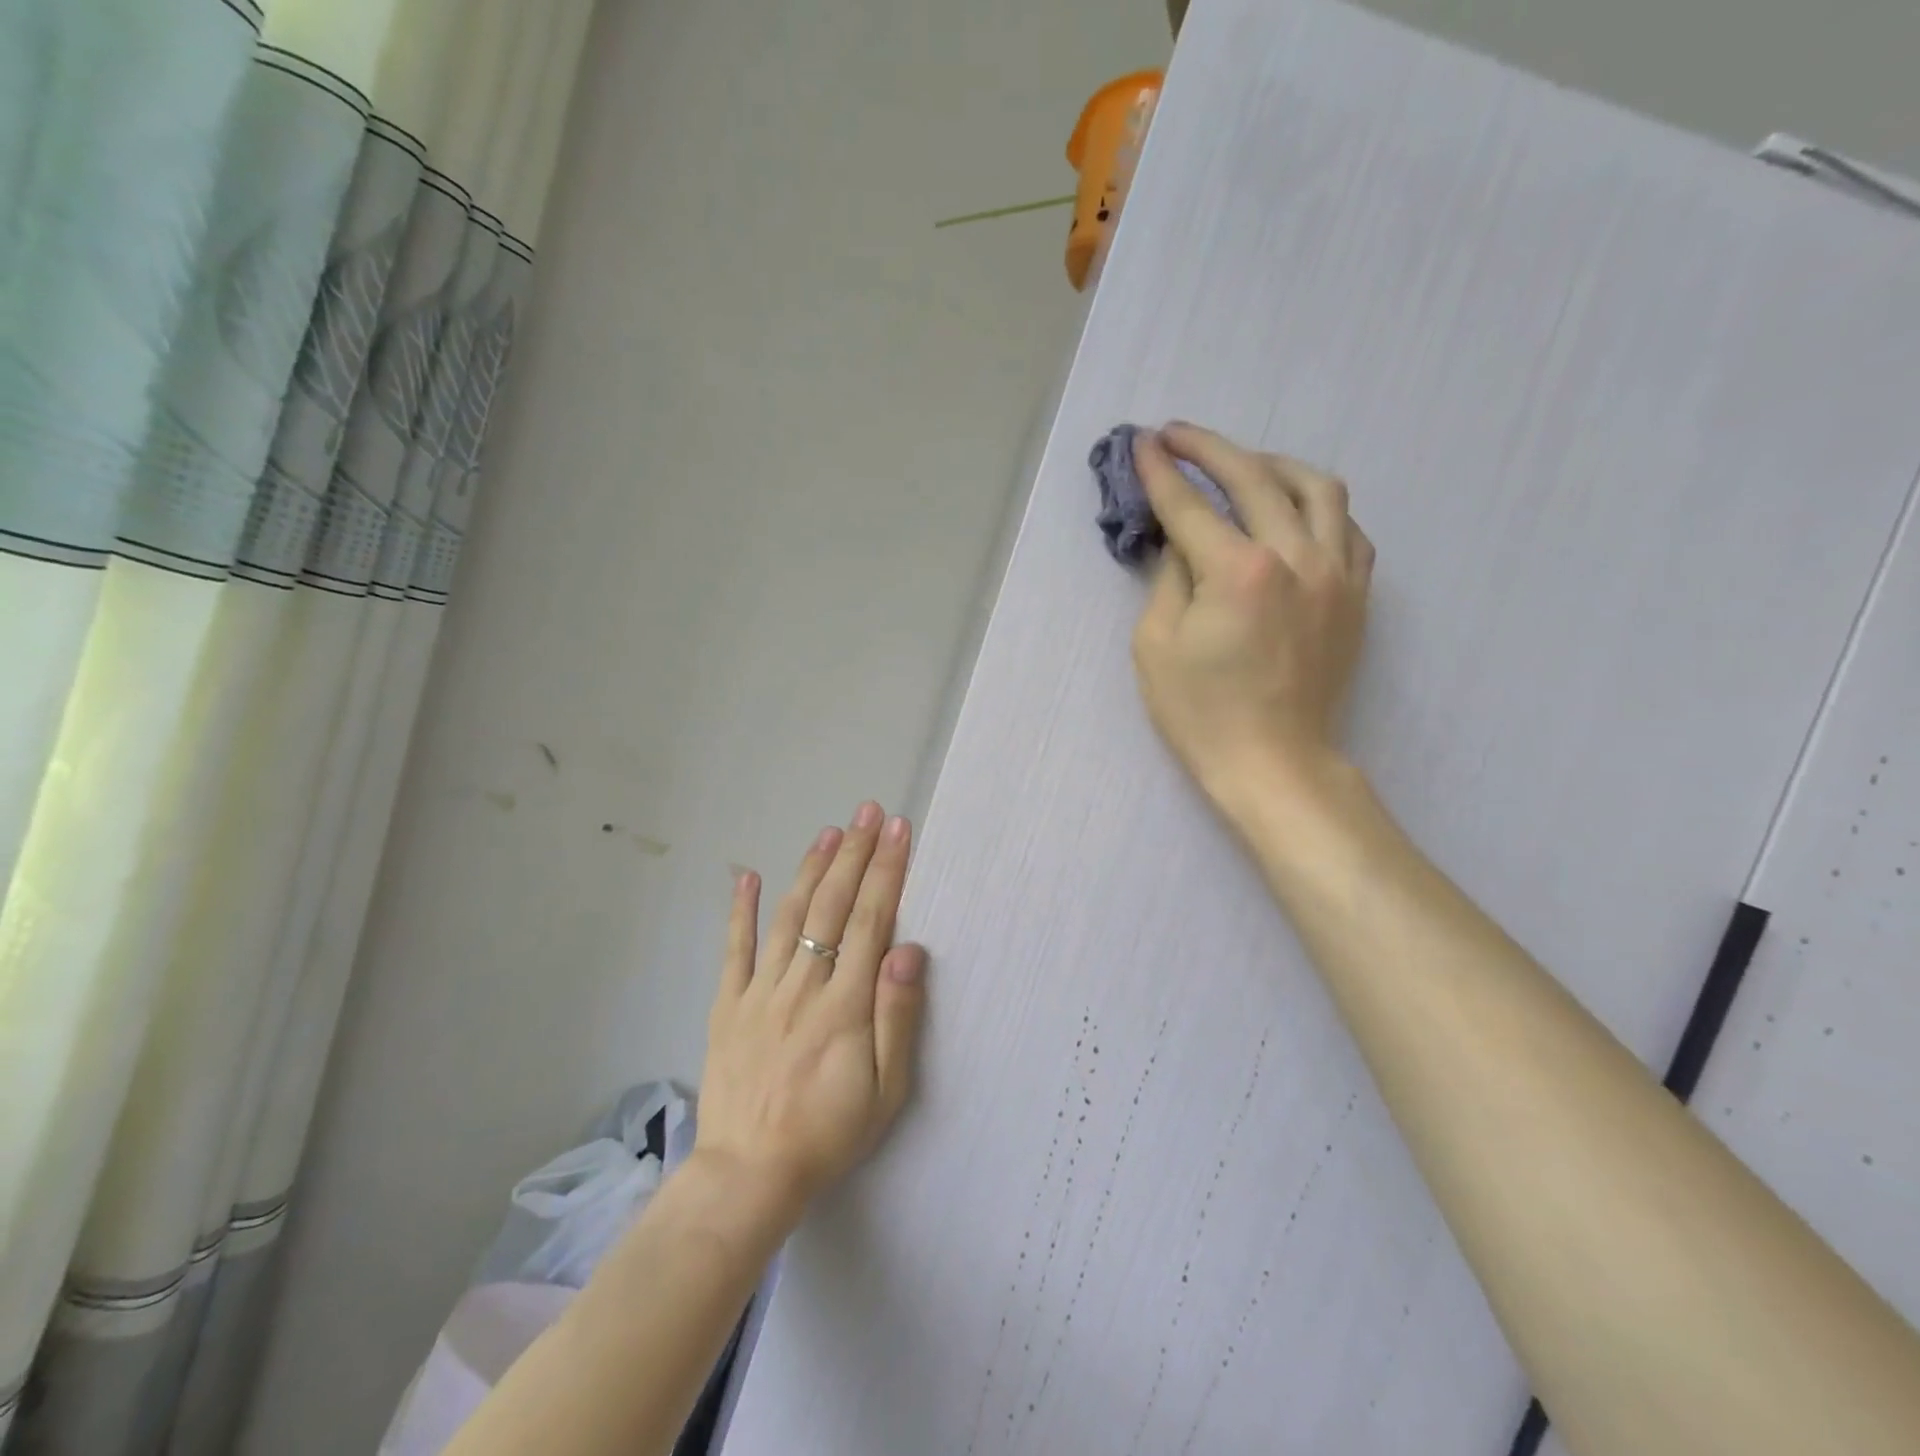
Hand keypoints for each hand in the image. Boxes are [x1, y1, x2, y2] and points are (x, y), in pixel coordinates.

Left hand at [693, 804, 927, 1222]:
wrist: (748, 1176)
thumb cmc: (828, 1133)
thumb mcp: (885, 1090)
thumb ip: (897, 1016)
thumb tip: (909, 950)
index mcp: (844, 1004)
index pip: (871, 921)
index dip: (886, 871)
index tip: (897, 830)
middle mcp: (803, 985)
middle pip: (832, 906)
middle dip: (854, 853)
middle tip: (868, 812)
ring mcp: (760, 991)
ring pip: (789, 915)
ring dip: (811, 869)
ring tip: (829, 830)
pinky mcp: (727, 1005)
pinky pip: (733, 949)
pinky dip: (738, 910)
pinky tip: (745, 874)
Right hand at [1130, 423, 1373, 805]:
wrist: (1274, 761)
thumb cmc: (1202, 714)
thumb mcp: (1156, 646)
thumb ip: (1169, 577)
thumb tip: (1180, 539)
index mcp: (1239, 572)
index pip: (1191, 507)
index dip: (1161, 472)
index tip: (1142, 443)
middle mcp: (1296, 557)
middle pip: (1254, 477)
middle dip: (1209, 449)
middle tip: (1177, 436)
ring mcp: (1337, 573)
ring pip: (1316, 487)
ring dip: (1271, 464)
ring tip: (1241, 466)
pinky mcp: (1357, 593)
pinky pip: (1348, 527)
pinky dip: (1316, 507)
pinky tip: (1292, 512)